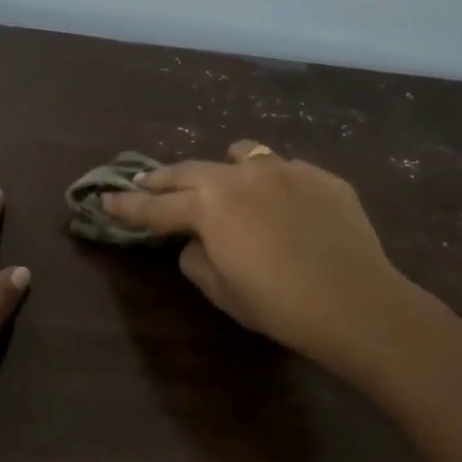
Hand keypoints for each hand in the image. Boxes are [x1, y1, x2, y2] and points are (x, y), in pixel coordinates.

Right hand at [100, 141, 414, 375]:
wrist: (356, 302)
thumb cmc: (279, 306)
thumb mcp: (223, 292)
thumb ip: (197, 259)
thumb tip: (196, 241)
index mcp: (210, 207)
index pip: (156, 207)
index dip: (126, 206)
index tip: (104, 199)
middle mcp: (241, 175)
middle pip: (190, 171)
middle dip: (162, 179)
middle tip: (143, 183)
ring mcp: (285, 169)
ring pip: (241, 155)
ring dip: (219, 168)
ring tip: (217, 179)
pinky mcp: (320, 176)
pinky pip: (283, 169)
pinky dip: (268, 181)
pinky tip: (278, 201)